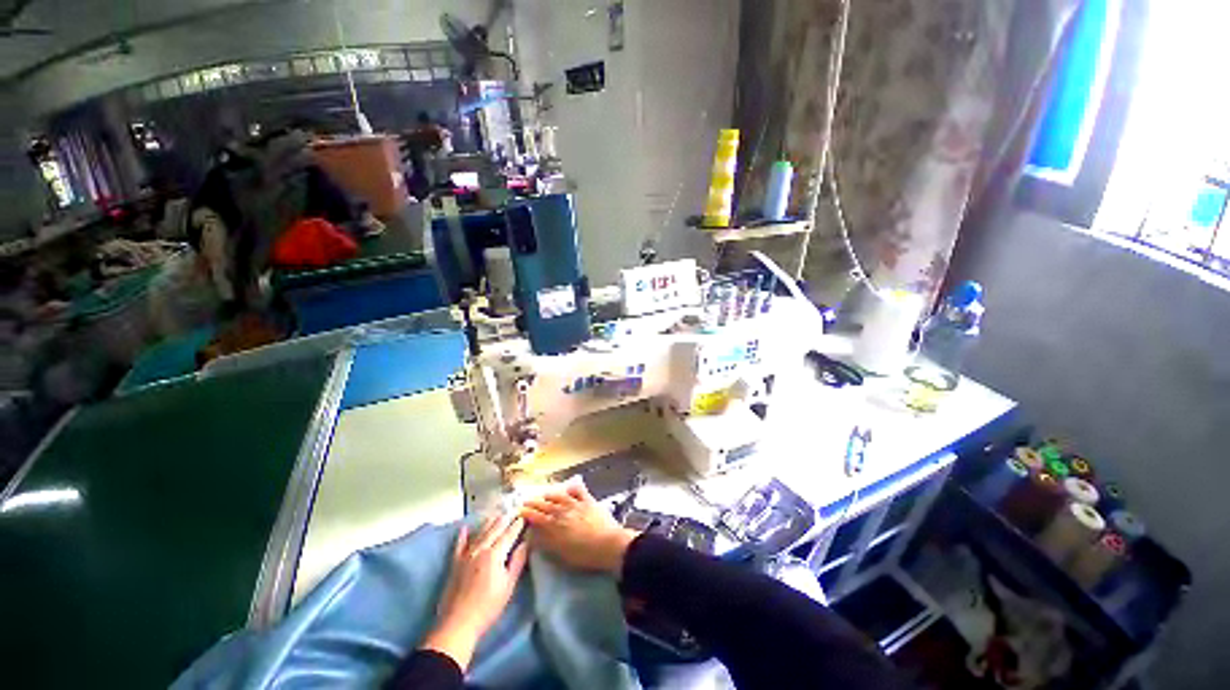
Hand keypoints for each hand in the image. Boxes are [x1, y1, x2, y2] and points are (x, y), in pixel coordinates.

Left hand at [421, 514, 528, 670]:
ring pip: (480, 533)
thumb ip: (517, 561)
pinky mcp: (455, 564)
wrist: (457, 624)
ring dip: (489, 522)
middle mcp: (480, 549)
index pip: (509, 534)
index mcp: (495, 554)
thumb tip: (526, 542)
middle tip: (512, 510)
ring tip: (496, 514)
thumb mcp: (508, 586)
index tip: (524, 516)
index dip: (517, 525)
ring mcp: (466, 555)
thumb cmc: (488, 607)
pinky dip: (463, 535)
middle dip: (504, 519)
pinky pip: (459, 545)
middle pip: (494, 529)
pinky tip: (465, 528)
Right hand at [520, 481, 638, 575]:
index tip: (519, 511)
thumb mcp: (560, 554)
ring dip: (550, 495)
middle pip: (546, 505)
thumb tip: (532, 534)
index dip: (527, 513)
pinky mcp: (589, 501)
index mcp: (555, 525)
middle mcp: (563, 511)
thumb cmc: (583, 555)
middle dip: (534, 503)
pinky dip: (571, 488)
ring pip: (559, 496)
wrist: (608, 545)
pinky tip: (568, 488)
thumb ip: (545, 542)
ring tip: (543, 495)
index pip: (537, 517)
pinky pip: (578, 491)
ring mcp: (576, 504)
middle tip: (526, 501)